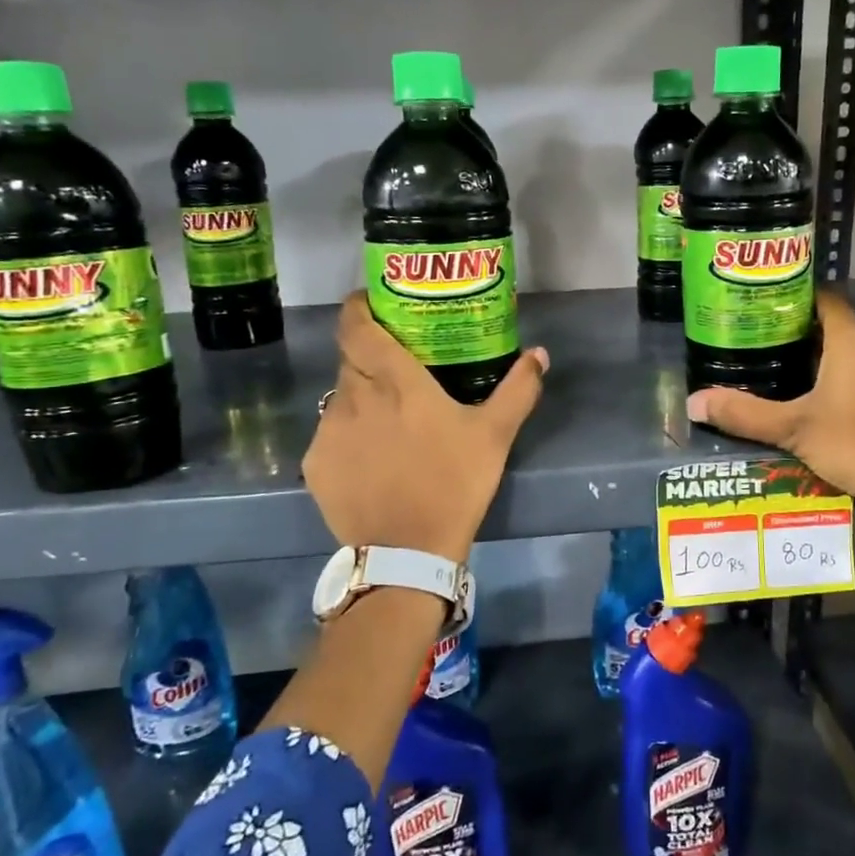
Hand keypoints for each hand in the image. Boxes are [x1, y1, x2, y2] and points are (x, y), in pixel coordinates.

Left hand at [303, 293, 548, 563]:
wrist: (407, 552)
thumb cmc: (454, 483)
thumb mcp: (495, 435)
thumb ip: (518, 388)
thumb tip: (540, 353)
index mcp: (394, 380)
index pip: (356, 324)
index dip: (359, 307)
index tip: (372, 303)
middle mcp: (352, 395)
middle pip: (350, 359)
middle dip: (369, 355)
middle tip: (397, 368)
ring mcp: (328, 431)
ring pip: (340, 398)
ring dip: (360, 399)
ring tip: (387, 421)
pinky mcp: (315, 465)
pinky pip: (330, 435)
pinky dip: (349, 436)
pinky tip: (372, 460)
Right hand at [686, 290, 854, 532]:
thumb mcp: (793, 428)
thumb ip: (744, 413)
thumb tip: (693, 403)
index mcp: (853, 339)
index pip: (825, 298)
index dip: (795, 298)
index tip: (764, 308)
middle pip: (837, 326)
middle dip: (802, 335)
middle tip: (764, 346)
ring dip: (825, 360)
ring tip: (785, 374)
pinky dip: (845, 380)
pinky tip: (822, 404)